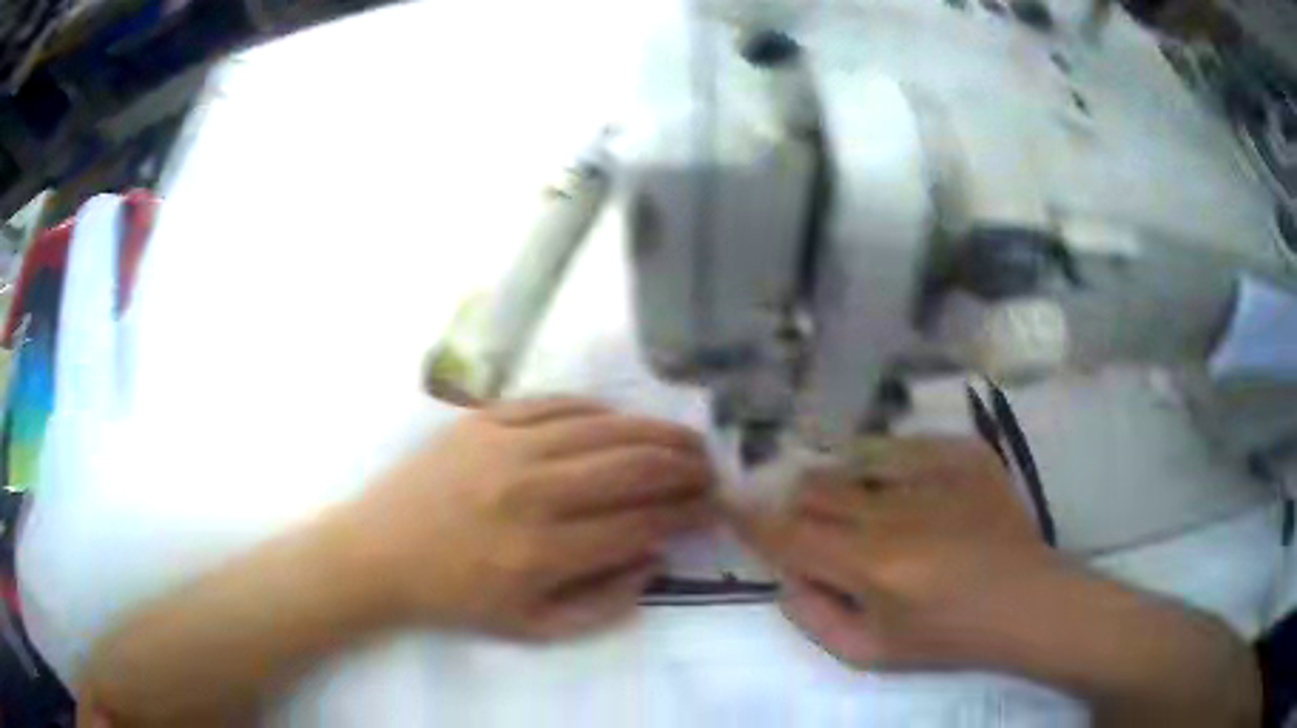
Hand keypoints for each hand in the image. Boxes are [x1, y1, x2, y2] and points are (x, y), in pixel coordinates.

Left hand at [344, 397, 715, 639]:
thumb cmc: (456, 597)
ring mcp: (504, 447)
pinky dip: (600, 409)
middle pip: (630, 467)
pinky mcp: (483, 420)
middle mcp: (530, 493)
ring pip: (602, 428)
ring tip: (687, 438)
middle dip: (684, 466)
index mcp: (541, 553)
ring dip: (655, 432)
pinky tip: (623, 419)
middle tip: (711, 468)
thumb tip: (656, 559)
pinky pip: (556, 403)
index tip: (712, 508)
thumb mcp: (532, 627)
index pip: (639, 523)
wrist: (378, 552)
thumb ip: (603, 602)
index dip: (686, 513)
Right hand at [731, 437, 1259, 726]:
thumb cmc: (948, 637)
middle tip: (794, 511)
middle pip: (814, 488)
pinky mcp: (962, 453)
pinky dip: (884, 462)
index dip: (749, 519)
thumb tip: (786, 576)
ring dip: (835, 478)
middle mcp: (893, 511)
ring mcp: (932, 473)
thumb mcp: (870, 653)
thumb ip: (813, 617)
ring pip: (854, 459)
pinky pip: (902, 445)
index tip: (726, 504)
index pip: (786, 535)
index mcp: (869, 566)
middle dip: (790, 498)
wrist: (1026, 601)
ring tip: (844, 499)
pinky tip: (897, 486)